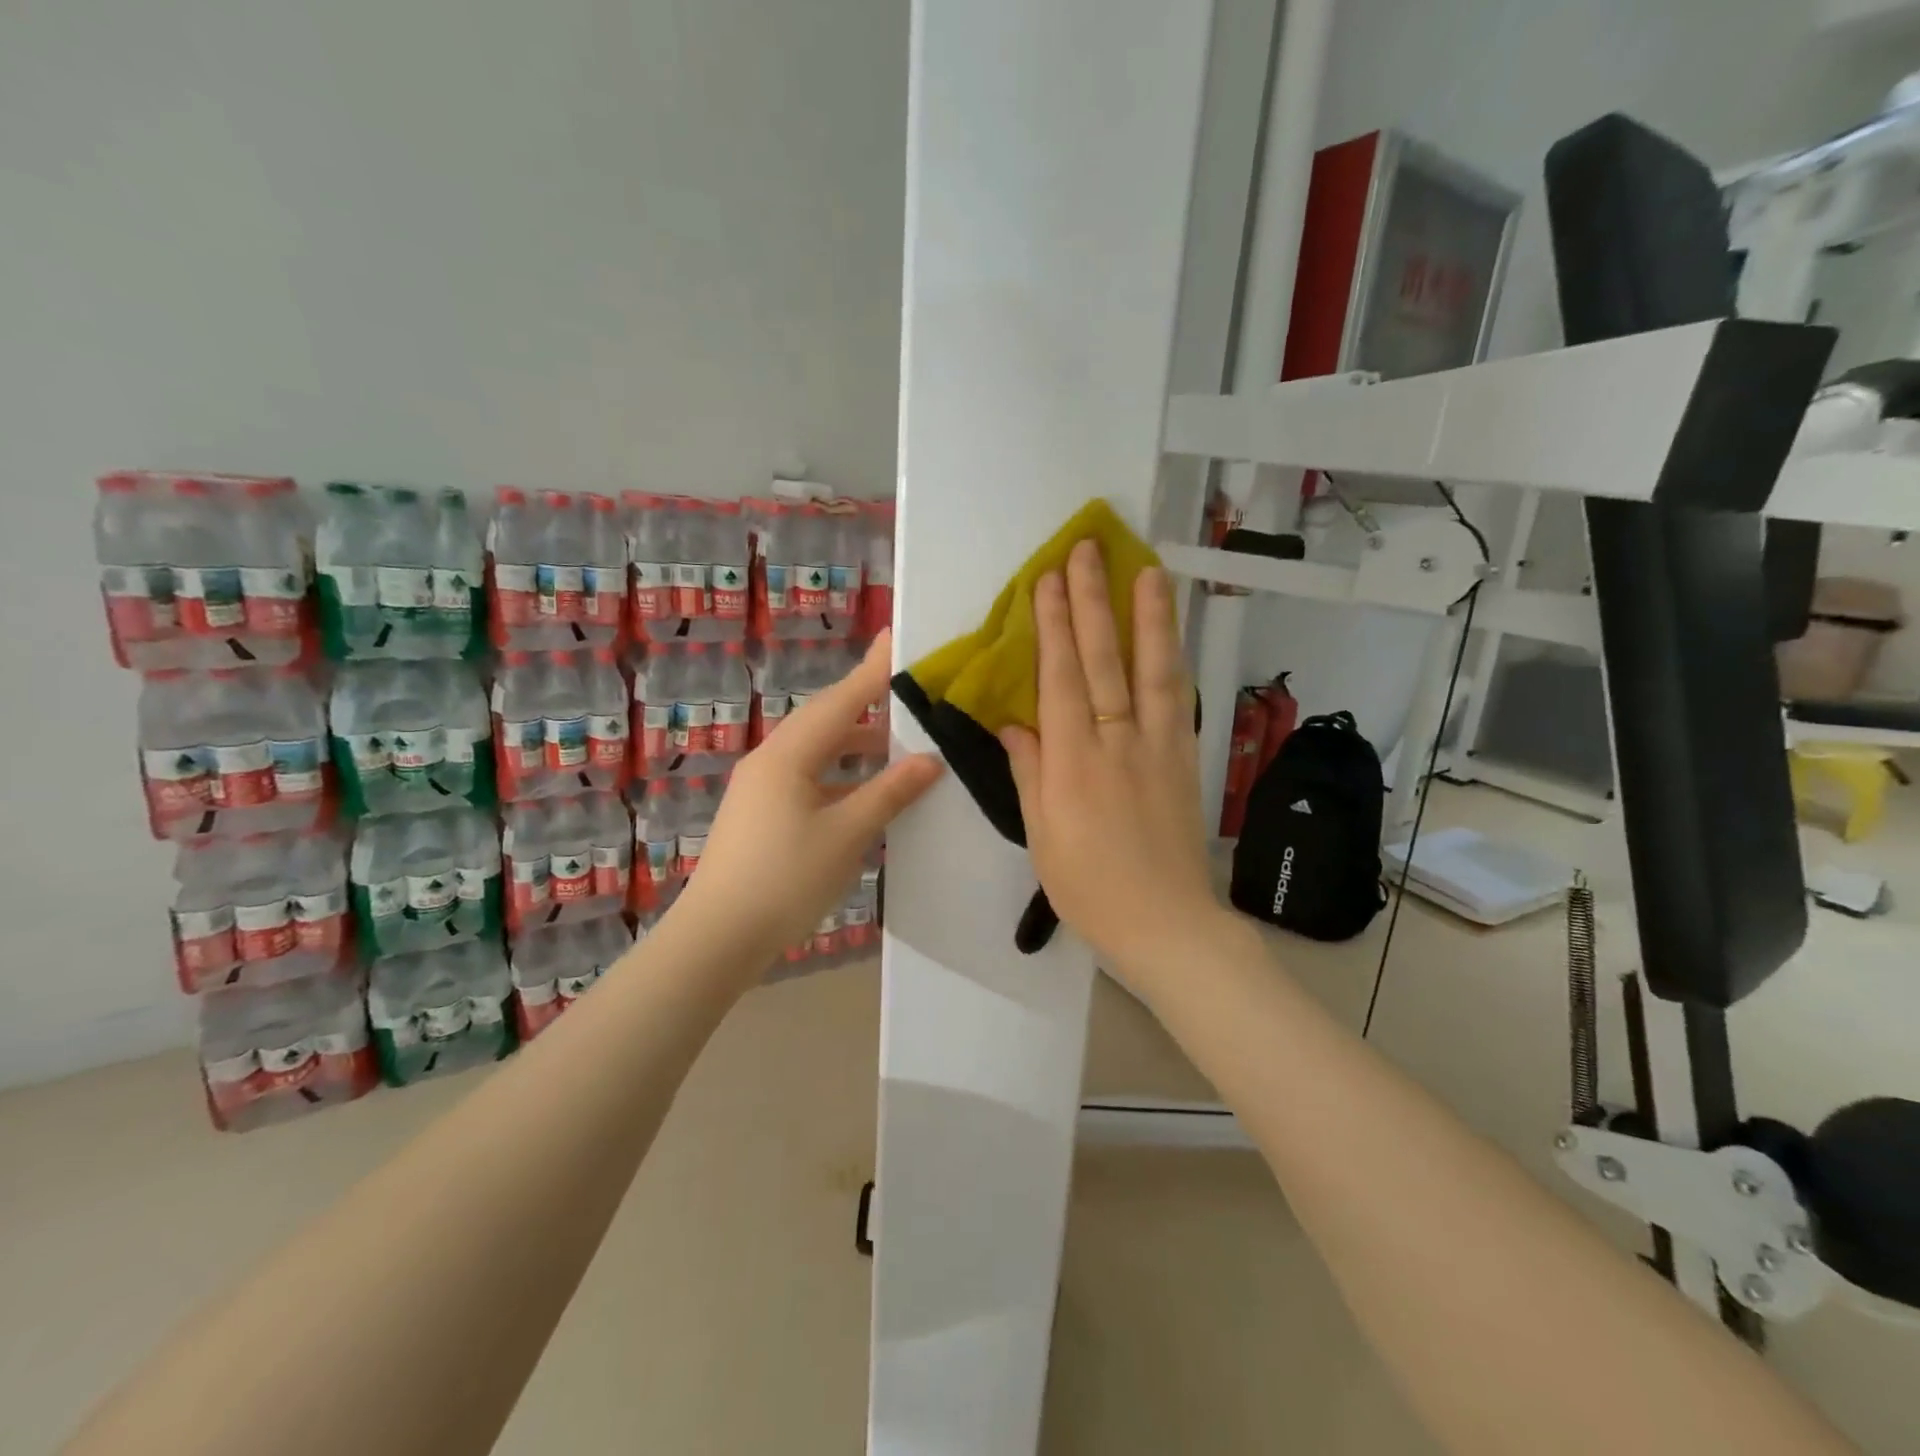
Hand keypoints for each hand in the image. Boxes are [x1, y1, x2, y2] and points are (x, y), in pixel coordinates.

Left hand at [680, 631, 943, 961]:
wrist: (719, 937)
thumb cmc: (785, 879)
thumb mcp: (846, 835)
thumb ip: (889, 793)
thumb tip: (929, 760)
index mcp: (789, 756)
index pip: (840, 701)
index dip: (873, 671)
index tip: (897, 638)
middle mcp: (771, 761)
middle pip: (825, 720)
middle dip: (866, 702)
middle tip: (906, 688)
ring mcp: (762, 788)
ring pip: (816, 751)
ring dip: (855, 744)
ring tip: (897, 741)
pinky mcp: (762, 814)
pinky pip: (808, 778)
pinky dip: (840, 774)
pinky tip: (865, 790)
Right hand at [1000, 541, 1223, 982]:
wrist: (1165, 922)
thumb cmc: (1088, 885)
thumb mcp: (1042, 834)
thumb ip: (1029, 771)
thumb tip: (1014, 723)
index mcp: (1073, 762)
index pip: (1062, 679)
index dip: (1054, 626)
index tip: (1049, 580)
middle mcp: (1117, 742)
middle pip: (1105, 660)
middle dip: (1094, 602)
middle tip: (1089, 550)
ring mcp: (1158, 746)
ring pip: (1153, 670)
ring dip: (1149, 617)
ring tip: (1148, 571)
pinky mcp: (1185, 758)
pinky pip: (1178, 700)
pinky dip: (1174, 660)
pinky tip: (1171, 634)